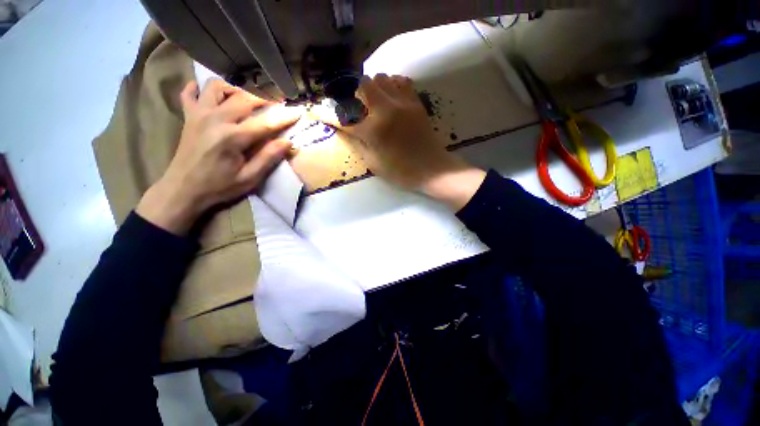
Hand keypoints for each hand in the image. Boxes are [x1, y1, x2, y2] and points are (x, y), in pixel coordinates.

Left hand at [137, 79, 300, 234]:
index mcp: (232, 138)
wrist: (182, 189)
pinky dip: (202, 89)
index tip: (298, 112)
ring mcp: (198, 115)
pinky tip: (213, 96)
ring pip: (218, 87)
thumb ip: (268, 158)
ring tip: (248, 100)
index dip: (284, 117)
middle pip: (244, 98)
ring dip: (236, 89)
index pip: (265, 122)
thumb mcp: (249, 178)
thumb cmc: (219, 187)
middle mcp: (215, 119)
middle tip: (278, 104)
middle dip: (265, 98)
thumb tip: (287, 142)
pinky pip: (191, 92)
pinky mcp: (188, 116)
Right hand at [316, 74, 485, 210]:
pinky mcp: (416, 102)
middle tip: (353, 106)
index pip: (344, 117)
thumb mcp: (374, 164)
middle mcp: (386, 109)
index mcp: (374, 130)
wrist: (433, 169)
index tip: (318, 112)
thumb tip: (345, 129)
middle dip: (353, 93)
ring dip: (372, 87)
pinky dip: (391, 85)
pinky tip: (390, 98)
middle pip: (362, 83)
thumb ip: (358, 143)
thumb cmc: (402, 172)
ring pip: (382, 77)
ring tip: (372, 102)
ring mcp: (403, 103)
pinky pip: (401, 81)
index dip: (328, 114)